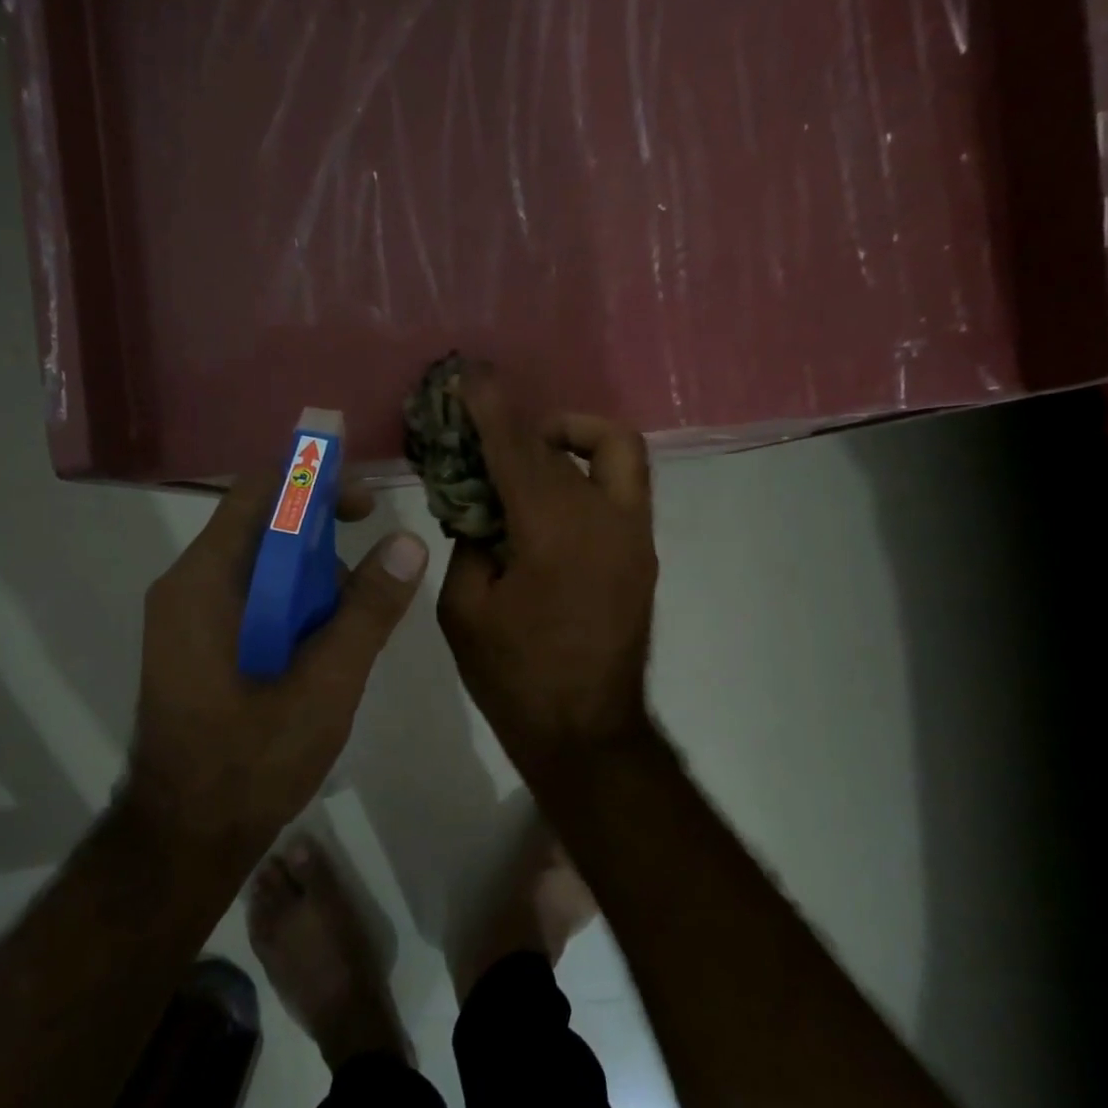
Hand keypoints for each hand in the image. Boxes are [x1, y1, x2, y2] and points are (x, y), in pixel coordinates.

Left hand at [130, 471, 428, 850]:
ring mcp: (186, 618)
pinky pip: (249, 600)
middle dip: (321, 535)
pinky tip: (324, 644)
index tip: (367, 501)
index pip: (260, 494)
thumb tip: (409, 543)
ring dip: (310, 576)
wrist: (185, 838)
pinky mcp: (196, 646)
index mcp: (205, 582)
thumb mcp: (326, 684)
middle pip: (260, 528)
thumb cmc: (252, 760)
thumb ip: (368, 612)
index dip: (315, 481)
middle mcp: (186, 587)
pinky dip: (292, 604)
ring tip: (353, 618)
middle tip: (374, 560)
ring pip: (258, 567)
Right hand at [437, 371, 658, 782]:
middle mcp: (605, 519)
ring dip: (572, 436)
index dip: (489, 408)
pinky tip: (550, 499)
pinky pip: (621, 486)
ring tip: (529, 455)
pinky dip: (587, 471)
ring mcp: (635, 535)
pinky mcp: (643, 553)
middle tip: (486, 431)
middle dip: (522, 425)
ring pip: (617, 450)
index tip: (469, 376)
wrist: (586, 731)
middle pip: (566, 442)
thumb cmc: (514, 677)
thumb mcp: (464, 610)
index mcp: (553, 532)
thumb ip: (469, 544)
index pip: (516, 449)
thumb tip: (480, 510)